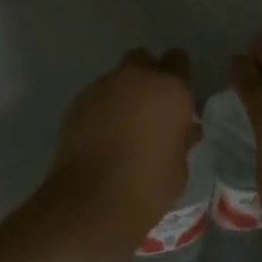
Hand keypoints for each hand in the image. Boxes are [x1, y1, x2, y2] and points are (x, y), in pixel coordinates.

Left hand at [47, 49, 199, 249]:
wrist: (92, 201)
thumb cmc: (148, 186)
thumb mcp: (179, 167)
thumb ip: (181, 138)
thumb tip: (183, 129)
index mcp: (170, 88)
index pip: (178, 60)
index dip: (178, 77)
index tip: (176, 100)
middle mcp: (136, 77)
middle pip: (143, 59)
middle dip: (147, 76)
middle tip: (149, 109)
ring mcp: (104, 85)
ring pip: (117, 78)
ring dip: (123, 94)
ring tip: (122, 128)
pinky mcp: (78, 100)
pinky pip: (97, 96)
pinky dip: (102, 109)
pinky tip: (101, 137)